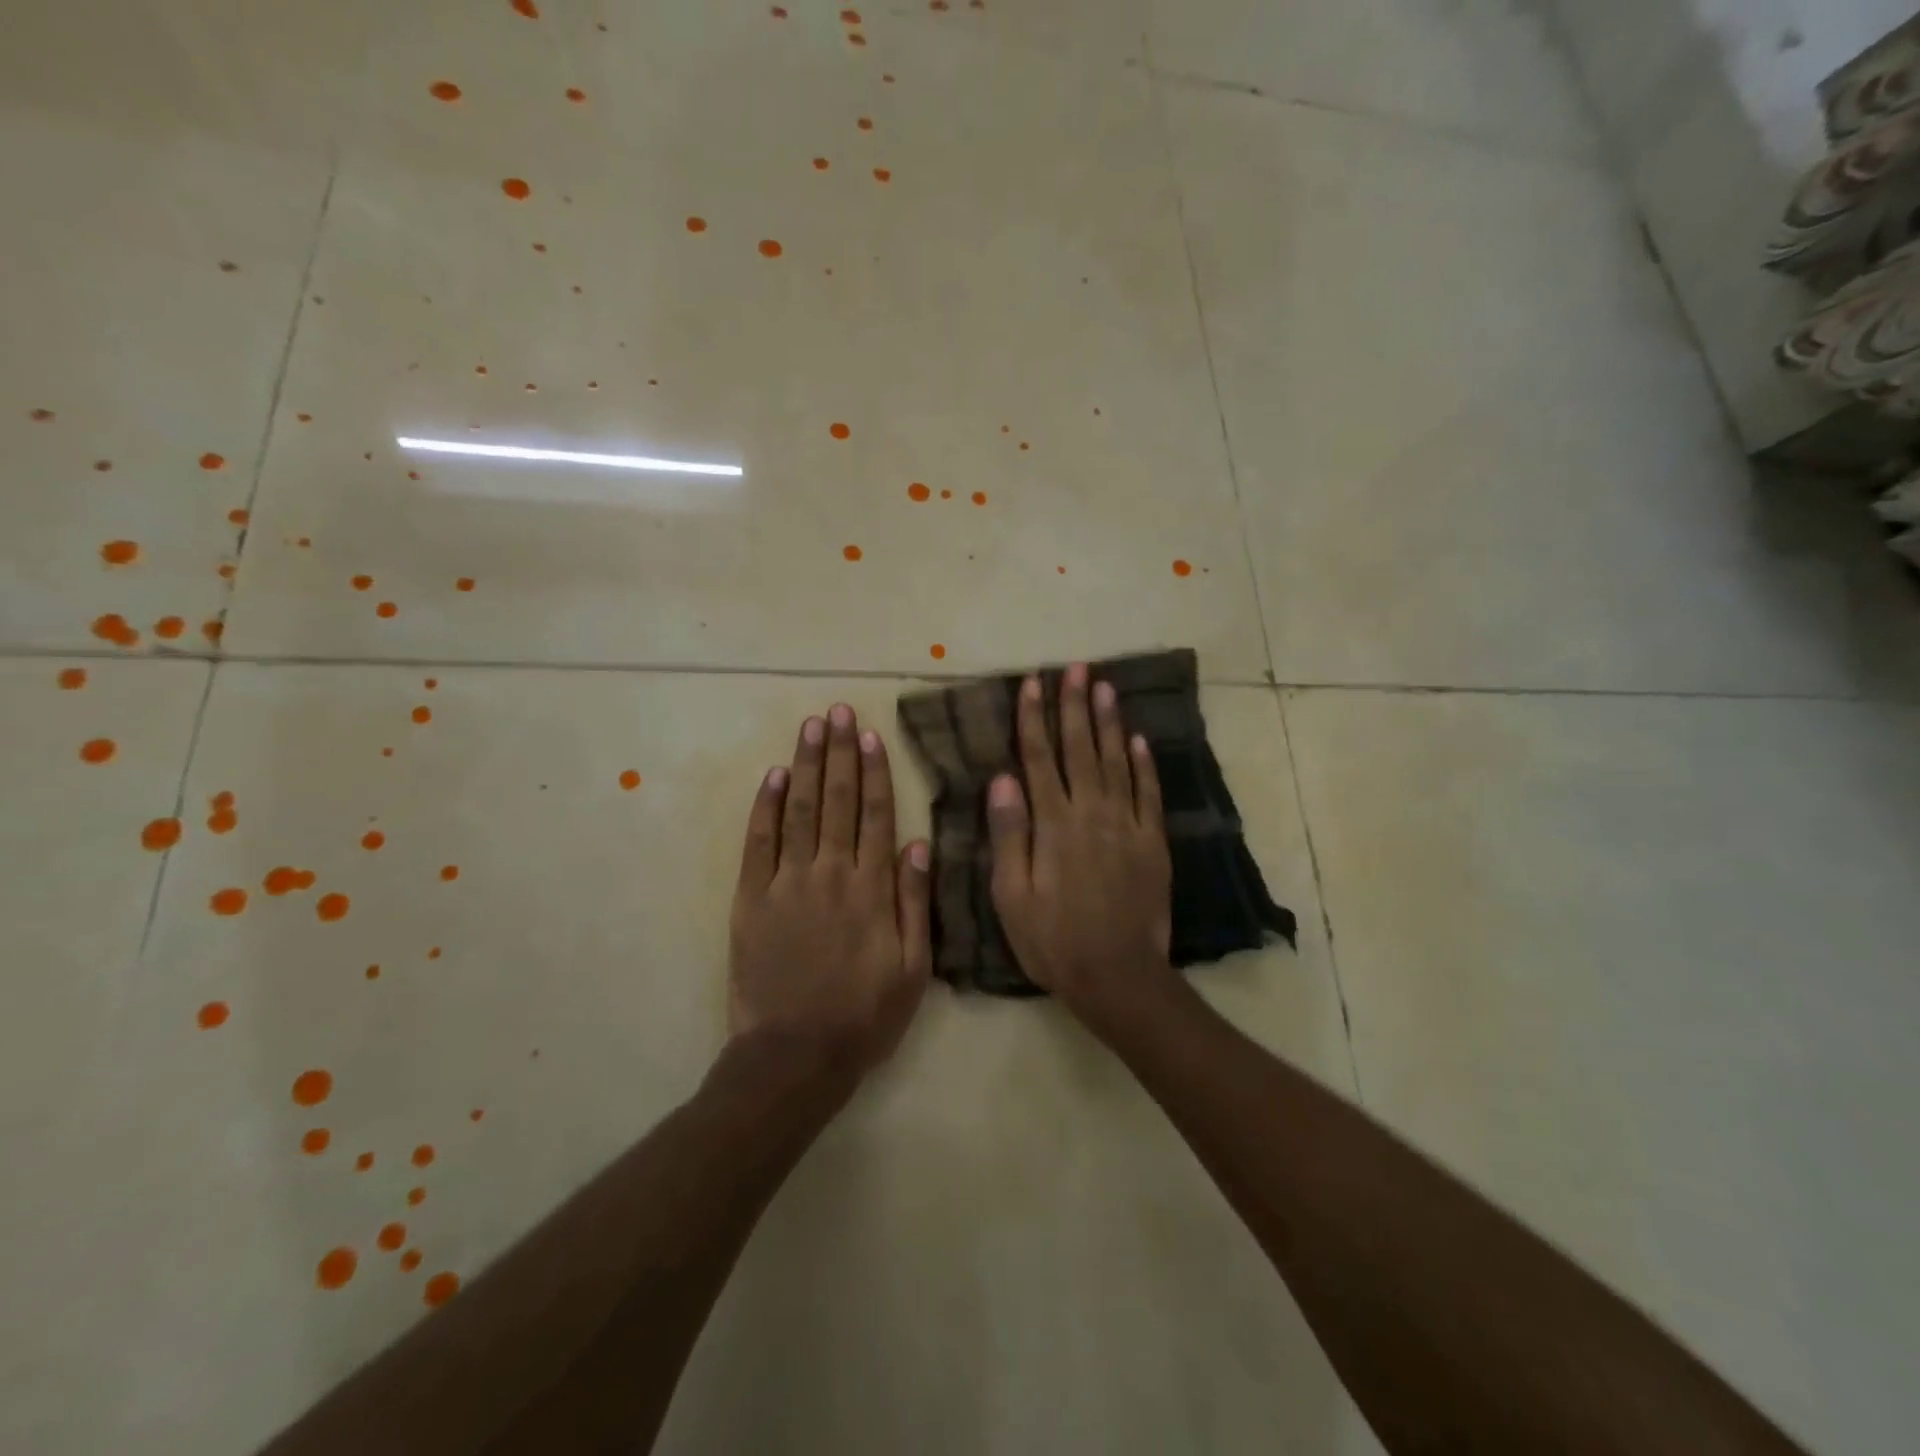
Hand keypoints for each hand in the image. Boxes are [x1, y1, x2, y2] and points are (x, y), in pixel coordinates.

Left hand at [729, 704, 932, 1079]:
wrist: (795, 1054)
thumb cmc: (864, 1014)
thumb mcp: (913, 967)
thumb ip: (916, 902)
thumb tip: (919, 843)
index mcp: (871, 888)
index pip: (876, 814)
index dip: (875, 771)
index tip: (870, 734)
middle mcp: (830, 873)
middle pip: (838, 800)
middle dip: (839, 752)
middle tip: (838, 711)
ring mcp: (786, 882)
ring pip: (800, 810)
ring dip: (806, 765)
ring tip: (811, 726)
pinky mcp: (751, 898)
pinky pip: (758, 842)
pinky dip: (766, 806)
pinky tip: (774, 776)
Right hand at [986, 664, 1177, 1032]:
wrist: (1117, 975)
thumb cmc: (1052, 939)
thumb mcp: (1011, 894)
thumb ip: (1008, 834)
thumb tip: (1002, 779)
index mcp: (1052, 824)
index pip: (1039, 758)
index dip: (1034, 718)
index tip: (1033, 683)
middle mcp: (1090, 813)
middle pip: (1080, 749)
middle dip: (1075, 706)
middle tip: (1076, 668)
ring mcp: (1126, 826)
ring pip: (1116, 762)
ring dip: (1108, 722)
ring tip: (1105, 686)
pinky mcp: (1153, 843)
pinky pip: (1148, 794)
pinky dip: (1144, 764)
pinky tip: (1138, 739)